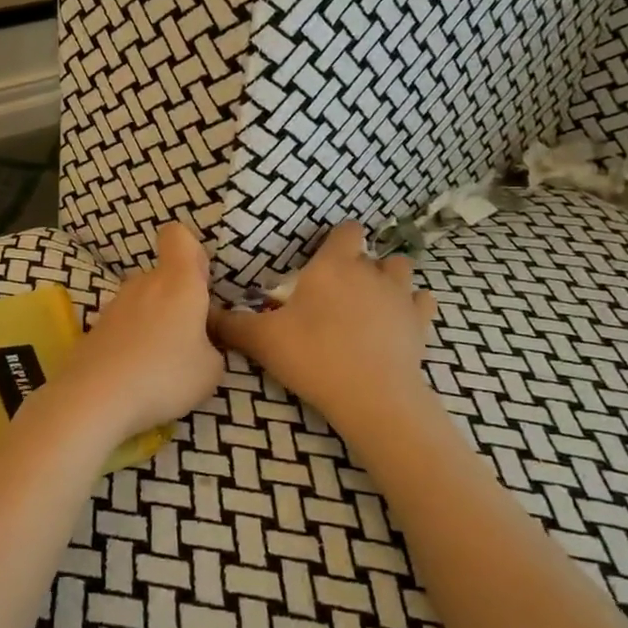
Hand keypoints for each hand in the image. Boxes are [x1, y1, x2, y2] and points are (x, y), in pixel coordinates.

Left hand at [60, 221, 224, 442]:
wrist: (95, 397)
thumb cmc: (164, 376)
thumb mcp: (211, 370)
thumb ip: (212, 346)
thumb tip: (201, 343)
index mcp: (179, 282)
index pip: (178, 236)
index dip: (191, 251)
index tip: (200, 282)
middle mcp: (144, 283)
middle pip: (164, 276)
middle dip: (177, 300)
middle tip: (189, 339)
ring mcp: (115, 304)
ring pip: (144, 301)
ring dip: (155, 321)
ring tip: (162, 363)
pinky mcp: (96, 327)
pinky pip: (124, 324)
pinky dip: (132, 340)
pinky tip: (136, 372)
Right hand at [211, 220, 437, 427]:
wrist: (371, 396)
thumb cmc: (313, 356)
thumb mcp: (263, 340)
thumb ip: (232, 324)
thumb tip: (204, 313)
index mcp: (333, 265)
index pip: (346, 230)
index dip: (338, 238)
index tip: (324, 256)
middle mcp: (371, 271)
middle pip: (374, 252)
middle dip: (361, 263)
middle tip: (340, 289)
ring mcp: (401, 296)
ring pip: (402, 269)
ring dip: (390, 278)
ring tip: (373, 299)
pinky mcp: (421, 323)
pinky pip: (423, 301)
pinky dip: (413, 306)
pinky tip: (399, 320)